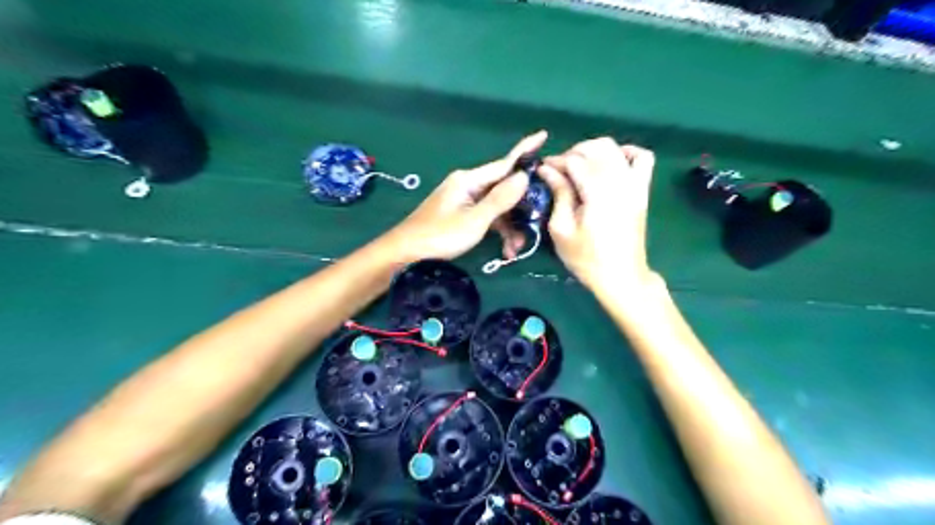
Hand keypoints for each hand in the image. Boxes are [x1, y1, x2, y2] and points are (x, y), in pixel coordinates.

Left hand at [386, 132, 549, 262]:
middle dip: (520, 210)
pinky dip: (497, 231)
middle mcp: (468, 185)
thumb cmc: (440, 235)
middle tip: (535, 226)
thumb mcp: (475, 220)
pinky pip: (486, 217)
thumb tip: (524, 176)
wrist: (405, 252)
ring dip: (509, 227)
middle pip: (503, 189)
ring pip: (496, 207)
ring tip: (515, 249)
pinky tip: (504, 250)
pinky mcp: (461, 214)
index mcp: (469, 180)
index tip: (545, 135)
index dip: (525, 151)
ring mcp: (464, 200)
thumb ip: (500, 199)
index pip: (504, 163)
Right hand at [533, 137, 656, 287]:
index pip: (575, 161)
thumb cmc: (586, 258)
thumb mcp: (562, 229)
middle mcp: (620, 182)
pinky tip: (611, 162)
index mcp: (598, 194)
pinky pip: (642, 158)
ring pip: (615, 148)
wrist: (621, 276)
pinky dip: (626, 153)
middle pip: (595, 148)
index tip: (542, 169)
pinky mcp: (642, 190)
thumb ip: (559, 194)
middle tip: (559, 170)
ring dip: (593, 150)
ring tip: (580, 166)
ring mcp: (635, 184)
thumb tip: (548, 169)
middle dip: (573, 153)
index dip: (556, 161)